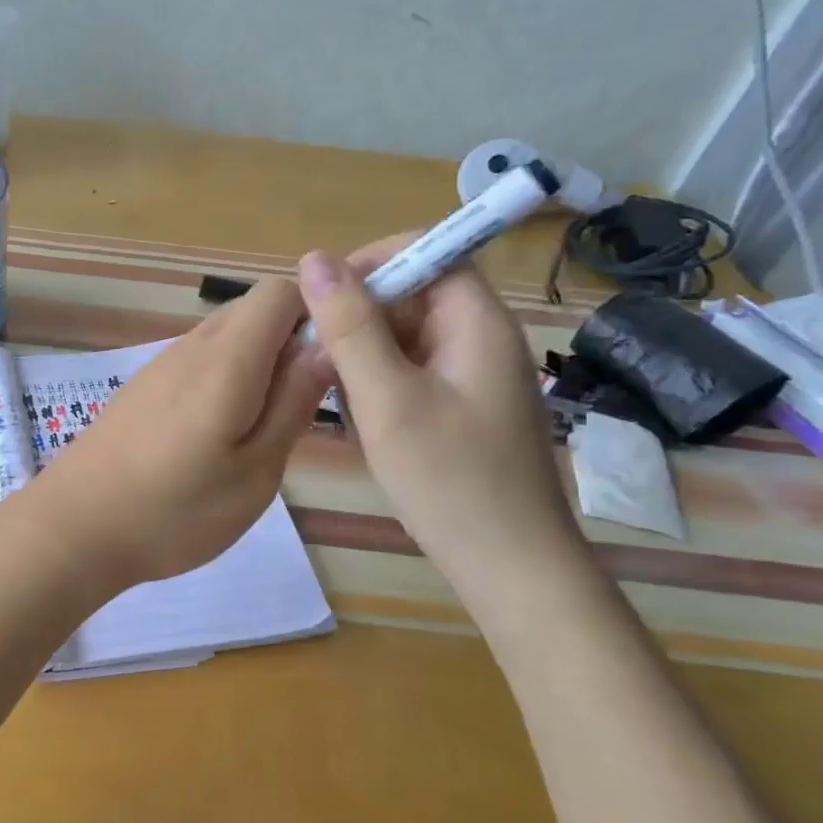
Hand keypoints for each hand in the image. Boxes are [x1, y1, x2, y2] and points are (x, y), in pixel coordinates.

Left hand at [18, 277, 328, 592]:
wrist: (74, 527)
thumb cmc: (174, 511)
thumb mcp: (255, 471)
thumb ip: (293, 403)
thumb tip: (328, 346)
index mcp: (227, 358)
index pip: (283, 290)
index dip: (319, 312)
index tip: (336, 360)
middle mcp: (192, 346)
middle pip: (255, 309)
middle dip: (291, 342)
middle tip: (304, 404)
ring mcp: (162, 364)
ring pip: (227, 337)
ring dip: (257, 365)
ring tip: (263, 428)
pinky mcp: (144, 386)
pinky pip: (199, 361)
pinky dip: (225, 379)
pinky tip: (219, 435)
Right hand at [297, 239, 589, 608]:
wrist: (509, 569)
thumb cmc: (450, 481)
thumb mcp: (386, 399)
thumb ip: (350, 326)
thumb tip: (313, 258)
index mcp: (477, 322)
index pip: (429, 252)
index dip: (372, 262)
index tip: (323, 300)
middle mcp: (480, 338)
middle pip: (412, 294)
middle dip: (359, 318)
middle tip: (321, 361)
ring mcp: (472, 375)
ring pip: (404, 336)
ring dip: (362, 356)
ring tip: (341, 400)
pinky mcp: (461, 406)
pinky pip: (410, 371)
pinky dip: (377, 384)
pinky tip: (361, 422)